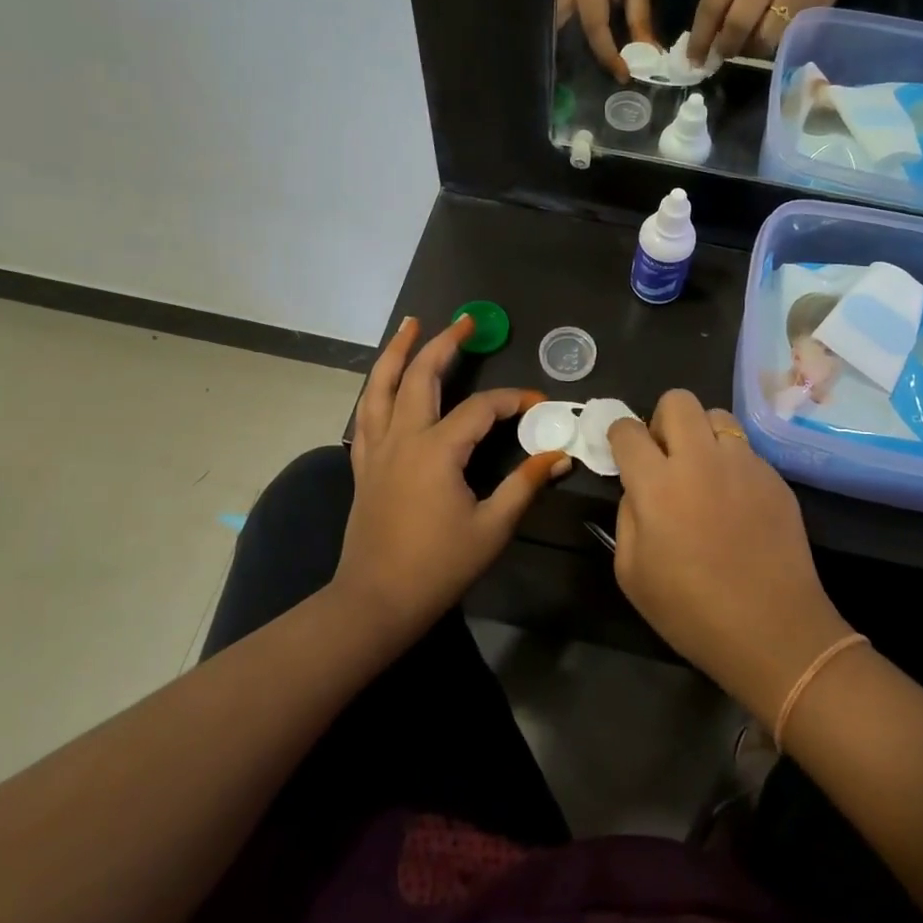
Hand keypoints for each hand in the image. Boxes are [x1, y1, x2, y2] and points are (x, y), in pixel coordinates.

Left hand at [340, 315, 568, 640]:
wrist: (375, 601)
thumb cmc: (437, 567)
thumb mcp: (491, 528)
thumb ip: (524, 485)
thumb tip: (558, 456)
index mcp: (437, 451)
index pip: (481, 409)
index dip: (512, 400)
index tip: (537, 402)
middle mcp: (403, 438)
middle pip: (422, 377)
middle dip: (444, 344)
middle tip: (465, 321)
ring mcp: (377, 449)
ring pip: (382, 386)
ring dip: (397, 352)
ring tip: (409, 324)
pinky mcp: (363, 464)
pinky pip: (366, 413)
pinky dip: (376, 388)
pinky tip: (383, 381)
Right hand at [556, 0, 654, 78]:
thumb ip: (640, 16)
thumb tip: (649, 53)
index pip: (596, 28)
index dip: (610, 55)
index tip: (624, 75)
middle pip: (561, 37)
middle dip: (574, 62)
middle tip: (590, 83)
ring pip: (549, 36)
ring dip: (562, 57)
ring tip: (575, 79)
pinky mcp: (543, 4)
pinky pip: (549, 32)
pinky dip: (558, 48)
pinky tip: (568, 63)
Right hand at [607, 392, 853, 723]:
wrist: (774, 632)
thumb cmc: (691, 611)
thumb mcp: (632, 572)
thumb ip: (627, 516)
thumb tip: (637, 488)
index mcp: (658, 484)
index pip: (627, 430)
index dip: (619, 436)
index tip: (623, 452)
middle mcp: (701, 460)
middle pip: (678, 400)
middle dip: (662, 419)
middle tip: (664, 455)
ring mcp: (744, 464)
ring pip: (717, 416)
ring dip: (702, 435)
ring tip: (704, 472)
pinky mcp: (775, 477)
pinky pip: (745, 450)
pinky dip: (731, 463)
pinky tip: (736, 502)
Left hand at [687, 0, 872, 64]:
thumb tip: (706, 40)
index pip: (713, 3)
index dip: (700, 37)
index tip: (692, 60)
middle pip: (737, 25)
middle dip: (724, 47)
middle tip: (719, 57)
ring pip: (762, 39)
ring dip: (749, 50)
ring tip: (747, 44)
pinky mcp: (814, 10)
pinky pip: (784, 40)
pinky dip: (770, 46)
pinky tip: (768, 38)